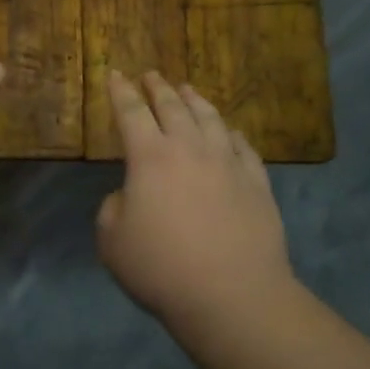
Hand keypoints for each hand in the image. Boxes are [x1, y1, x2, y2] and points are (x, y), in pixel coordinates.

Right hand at [97, 71, 297, 320]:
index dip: (120, 91)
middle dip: (158, 88)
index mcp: (150, 157)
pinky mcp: (257, 184)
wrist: (232, 295)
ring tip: (188, 90)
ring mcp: (229, 164)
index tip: (115, 73)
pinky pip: (244, 148)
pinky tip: (230, 131)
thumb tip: (131, 195)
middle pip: (173, 107)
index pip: (131, 112)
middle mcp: (191, 149)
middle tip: (151, 74)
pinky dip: (232, 134)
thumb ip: (113, 207)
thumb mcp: (112, 240)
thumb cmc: (161, 268)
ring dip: (195, 101)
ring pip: (210, 119)